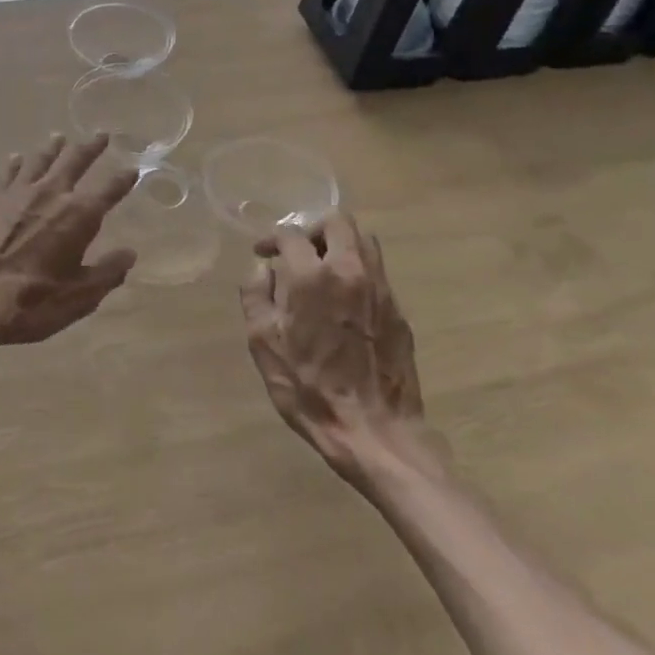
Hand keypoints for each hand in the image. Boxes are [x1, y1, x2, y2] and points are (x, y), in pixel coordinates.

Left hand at [0, 134, 138, 353]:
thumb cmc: (31, 300)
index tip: (133, 168)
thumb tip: (129, 254)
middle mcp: (52, 193)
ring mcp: (19, 192)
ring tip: (59, 137)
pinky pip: (7, 173)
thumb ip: (107, 273)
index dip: (123, 179)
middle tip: (101, 134)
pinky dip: (15, 163)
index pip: (110, 189)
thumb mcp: (79, 296)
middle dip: (91, 148)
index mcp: (80, 215)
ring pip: (41, 160)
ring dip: (53, 147)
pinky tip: (16, 158)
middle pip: (75, 161)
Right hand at [240, 212, 437, 484]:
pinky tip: (344, 298)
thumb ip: (256, 296)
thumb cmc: (309, 388)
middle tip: (299, 251)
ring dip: (340, 244)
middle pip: (337, 222)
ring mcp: (379, 288)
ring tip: (323, 268)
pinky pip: (377, 271)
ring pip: (363, 241)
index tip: (263, 253)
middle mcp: (349, 270)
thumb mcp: (264, 344)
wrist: (374, 432)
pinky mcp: (398, 309)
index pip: (291, 234)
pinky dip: (358, 270)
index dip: (271, 239)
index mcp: (311, 276)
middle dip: (313, 229)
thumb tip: (262, 269)